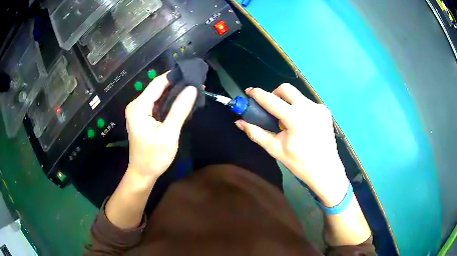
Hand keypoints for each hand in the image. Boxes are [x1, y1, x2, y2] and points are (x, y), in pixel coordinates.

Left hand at [125, 73, 196, 180]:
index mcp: (139, 106)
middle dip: (177, 85)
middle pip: (158, 88)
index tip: (192, 73)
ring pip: (159, 96)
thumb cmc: (154, 156)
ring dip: (175, 94)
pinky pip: (158, 105)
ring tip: (194, 90)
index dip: (175, 76)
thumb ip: (179, 110)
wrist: (143, 173)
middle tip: (197, 83)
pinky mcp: (144, 117)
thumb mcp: (169, 133)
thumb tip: (192, 88)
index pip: (158, 83)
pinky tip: (183, 102)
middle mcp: (137, 105)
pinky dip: (170, 103)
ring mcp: (140, 111)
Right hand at [235, 84, 348, 206]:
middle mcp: (308, 107)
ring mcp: (319, 108)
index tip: (248, 91)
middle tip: (271, 108)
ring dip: (287, 102)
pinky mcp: (325, 111)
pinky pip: (307, 103)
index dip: (257, 94)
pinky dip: (299, 108)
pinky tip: (301, 124)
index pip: (271, 100)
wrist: (326, 170)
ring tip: (287, 121)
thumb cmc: (299, 163)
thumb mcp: (275, 148)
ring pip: (297, 95)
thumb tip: (239, 122)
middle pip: (286, 89)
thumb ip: (256, 133)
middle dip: (274, 94)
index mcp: (295, 118)